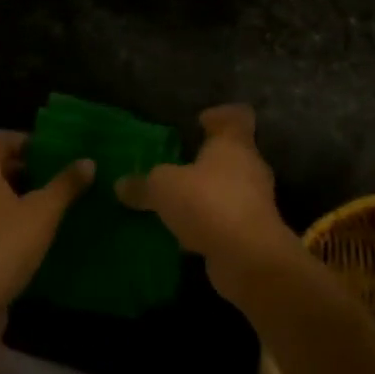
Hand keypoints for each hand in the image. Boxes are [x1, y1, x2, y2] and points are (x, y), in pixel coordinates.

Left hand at [0, 131, 93, 342]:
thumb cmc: (4, 247)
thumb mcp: (43, 213)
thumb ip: (65, 185)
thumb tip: (88, 161)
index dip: (26, 139)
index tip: (52, 150)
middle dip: (26, 169)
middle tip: (57, 176)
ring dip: (17, 196)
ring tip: (50, 205)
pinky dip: (7, 219)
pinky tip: (32, 235)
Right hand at [115, 105, 293, 285]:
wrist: (249, 258)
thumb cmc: (209, 203)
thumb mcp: (164, 188)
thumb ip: (143, 184)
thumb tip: (120, 185)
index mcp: (234, 144)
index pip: (237, 117)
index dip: (220, 115)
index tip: (200, 122)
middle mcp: (250, 168)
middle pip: (232, 154)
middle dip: (206, 160)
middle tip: (177, 165)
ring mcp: (255, 202)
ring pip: (228, 189)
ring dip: (205, 195)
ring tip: (175, 202)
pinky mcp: (252, 233)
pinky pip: (225, 220)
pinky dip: (207, 224)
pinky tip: (183, 235)